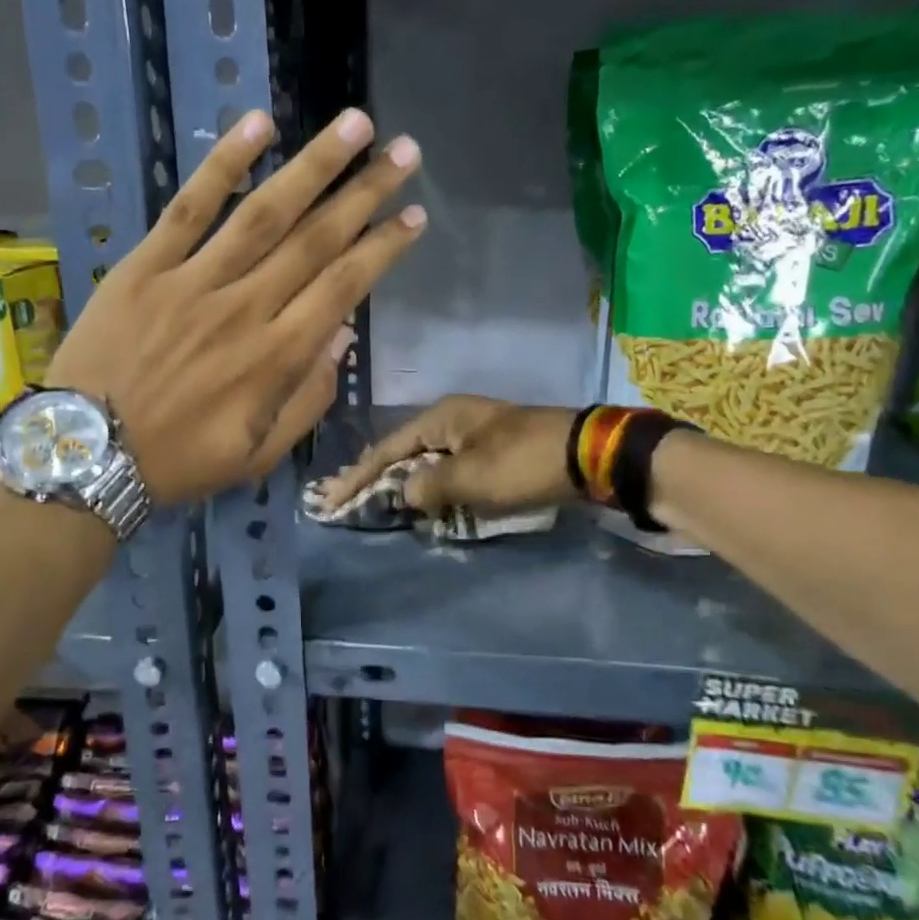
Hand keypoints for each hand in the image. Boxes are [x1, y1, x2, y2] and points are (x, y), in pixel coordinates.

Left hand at [47, 107, 425, 505]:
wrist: (85, 454)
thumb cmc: (179, 461)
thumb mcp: (258, 454)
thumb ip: (307, 399)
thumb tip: (341, 335)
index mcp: (275, 358)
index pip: (342, 288)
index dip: (382, 249)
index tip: (415, 216)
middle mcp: (245, 308)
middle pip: (315, 240)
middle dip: (365, 193)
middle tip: (404, 153)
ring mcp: (193, 281)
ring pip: (264, 213)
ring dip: (313, 165)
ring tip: (354, 125)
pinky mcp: (146, 266)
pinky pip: (189, 208)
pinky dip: (223, 164)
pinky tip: (259, 125)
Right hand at [318, 395, 576, 515]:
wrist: (587, 454)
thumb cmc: (522, 462)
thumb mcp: (469, 477)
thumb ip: (427, 486)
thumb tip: (403, 493)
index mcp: (441, 417)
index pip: (387, 448)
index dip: (357, 476)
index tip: (330, 500)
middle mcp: (453, 419)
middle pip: (403, 451)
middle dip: (374, 477)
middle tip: (343, 500)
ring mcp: (474, 434)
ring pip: (426, 461)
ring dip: (403, 483)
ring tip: (374, 502)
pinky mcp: (493, 451)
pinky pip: (450, 469)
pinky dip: (432, 486)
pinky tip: (421, 502)